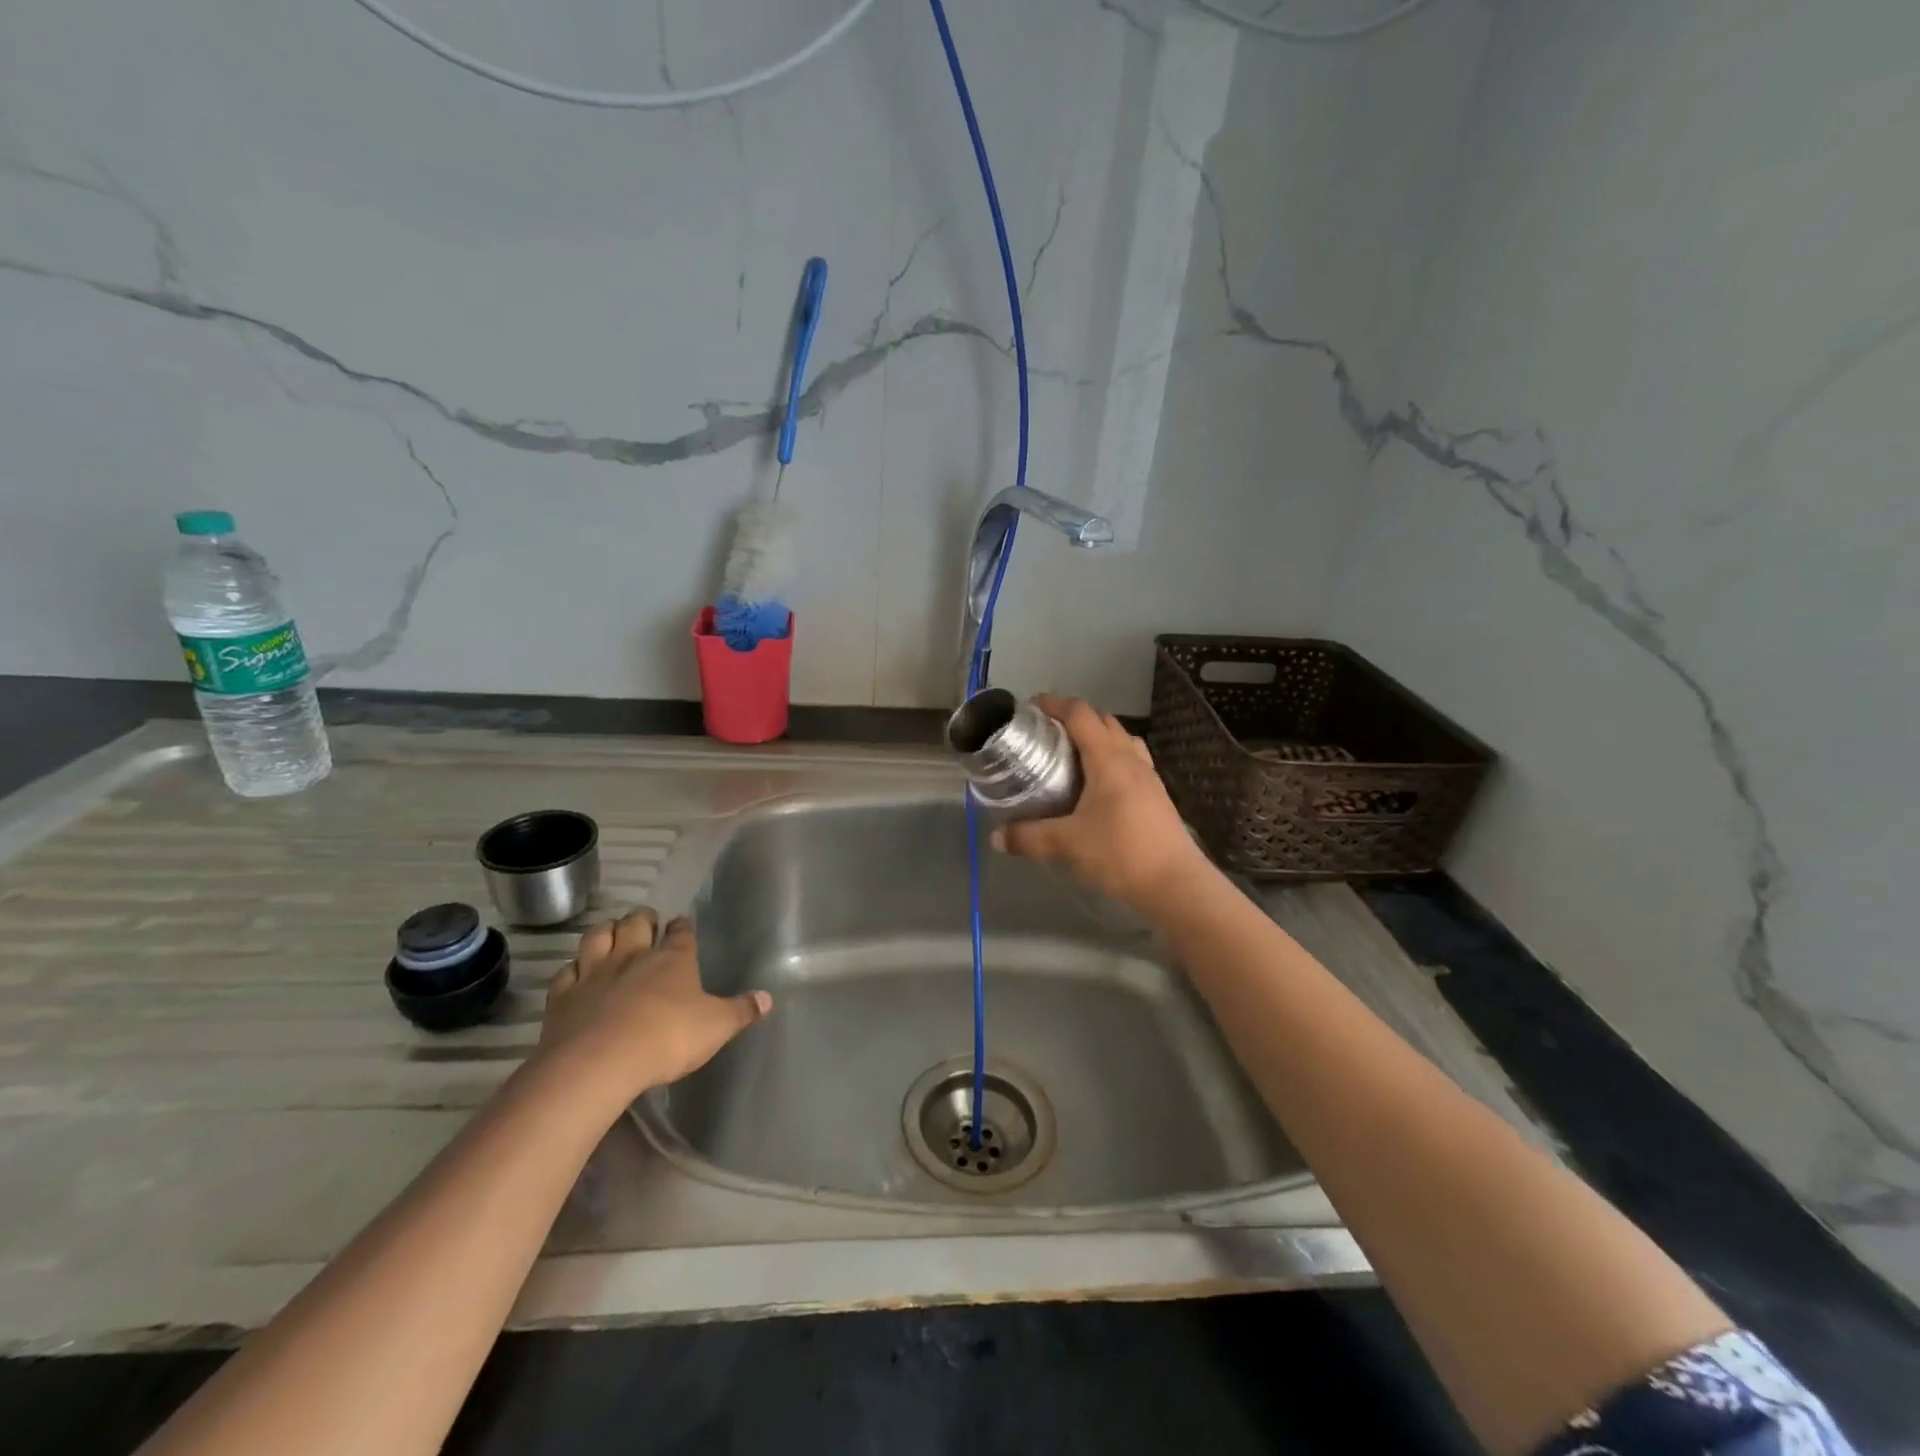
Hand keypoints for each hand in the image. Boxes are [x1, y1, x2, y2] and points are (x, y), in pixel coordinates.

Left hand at [535, 908, 770, 1110]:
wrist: (599, 1063)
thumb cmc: (668, 1038)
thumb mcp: (716, 1027)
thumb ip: (741, 1011)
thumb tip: (768, 998)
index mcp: (673, 959)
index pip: (681, 932)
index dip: (682, 926)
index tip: (682, 923)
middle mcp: (633, 956)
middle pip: (636, 923)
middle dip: (642, 918)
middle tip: (646, 921)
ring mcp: (594, 973)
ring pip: (597, 936)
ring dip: (606, 931)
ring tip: (611, 933)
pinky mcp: (563, 996)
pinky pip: (566, 971)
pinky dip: (573, 968)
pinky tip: (576, 973)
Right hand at [993, 694, 1211, 915]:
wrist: (1176, 883)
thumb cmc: (1121, 853)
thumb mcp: (1068, 844)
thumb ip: (1029, 837)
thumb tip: (996, 837)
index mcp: (1108, 759)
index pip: (1081, 714)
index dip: (1054, 704)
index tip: (1030, 707)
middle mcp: (1131, 759)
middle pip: (1104, 721)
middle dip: (1074, 718)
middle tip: (1047, 734)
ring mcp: (1149, 777)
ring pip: (1122, 740)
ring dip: (1098, 737)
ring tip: (1072, 755)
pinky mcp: (1157, 796)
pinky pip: (1132, 762)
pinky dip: (1112, 759)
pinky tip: (1098, 786)